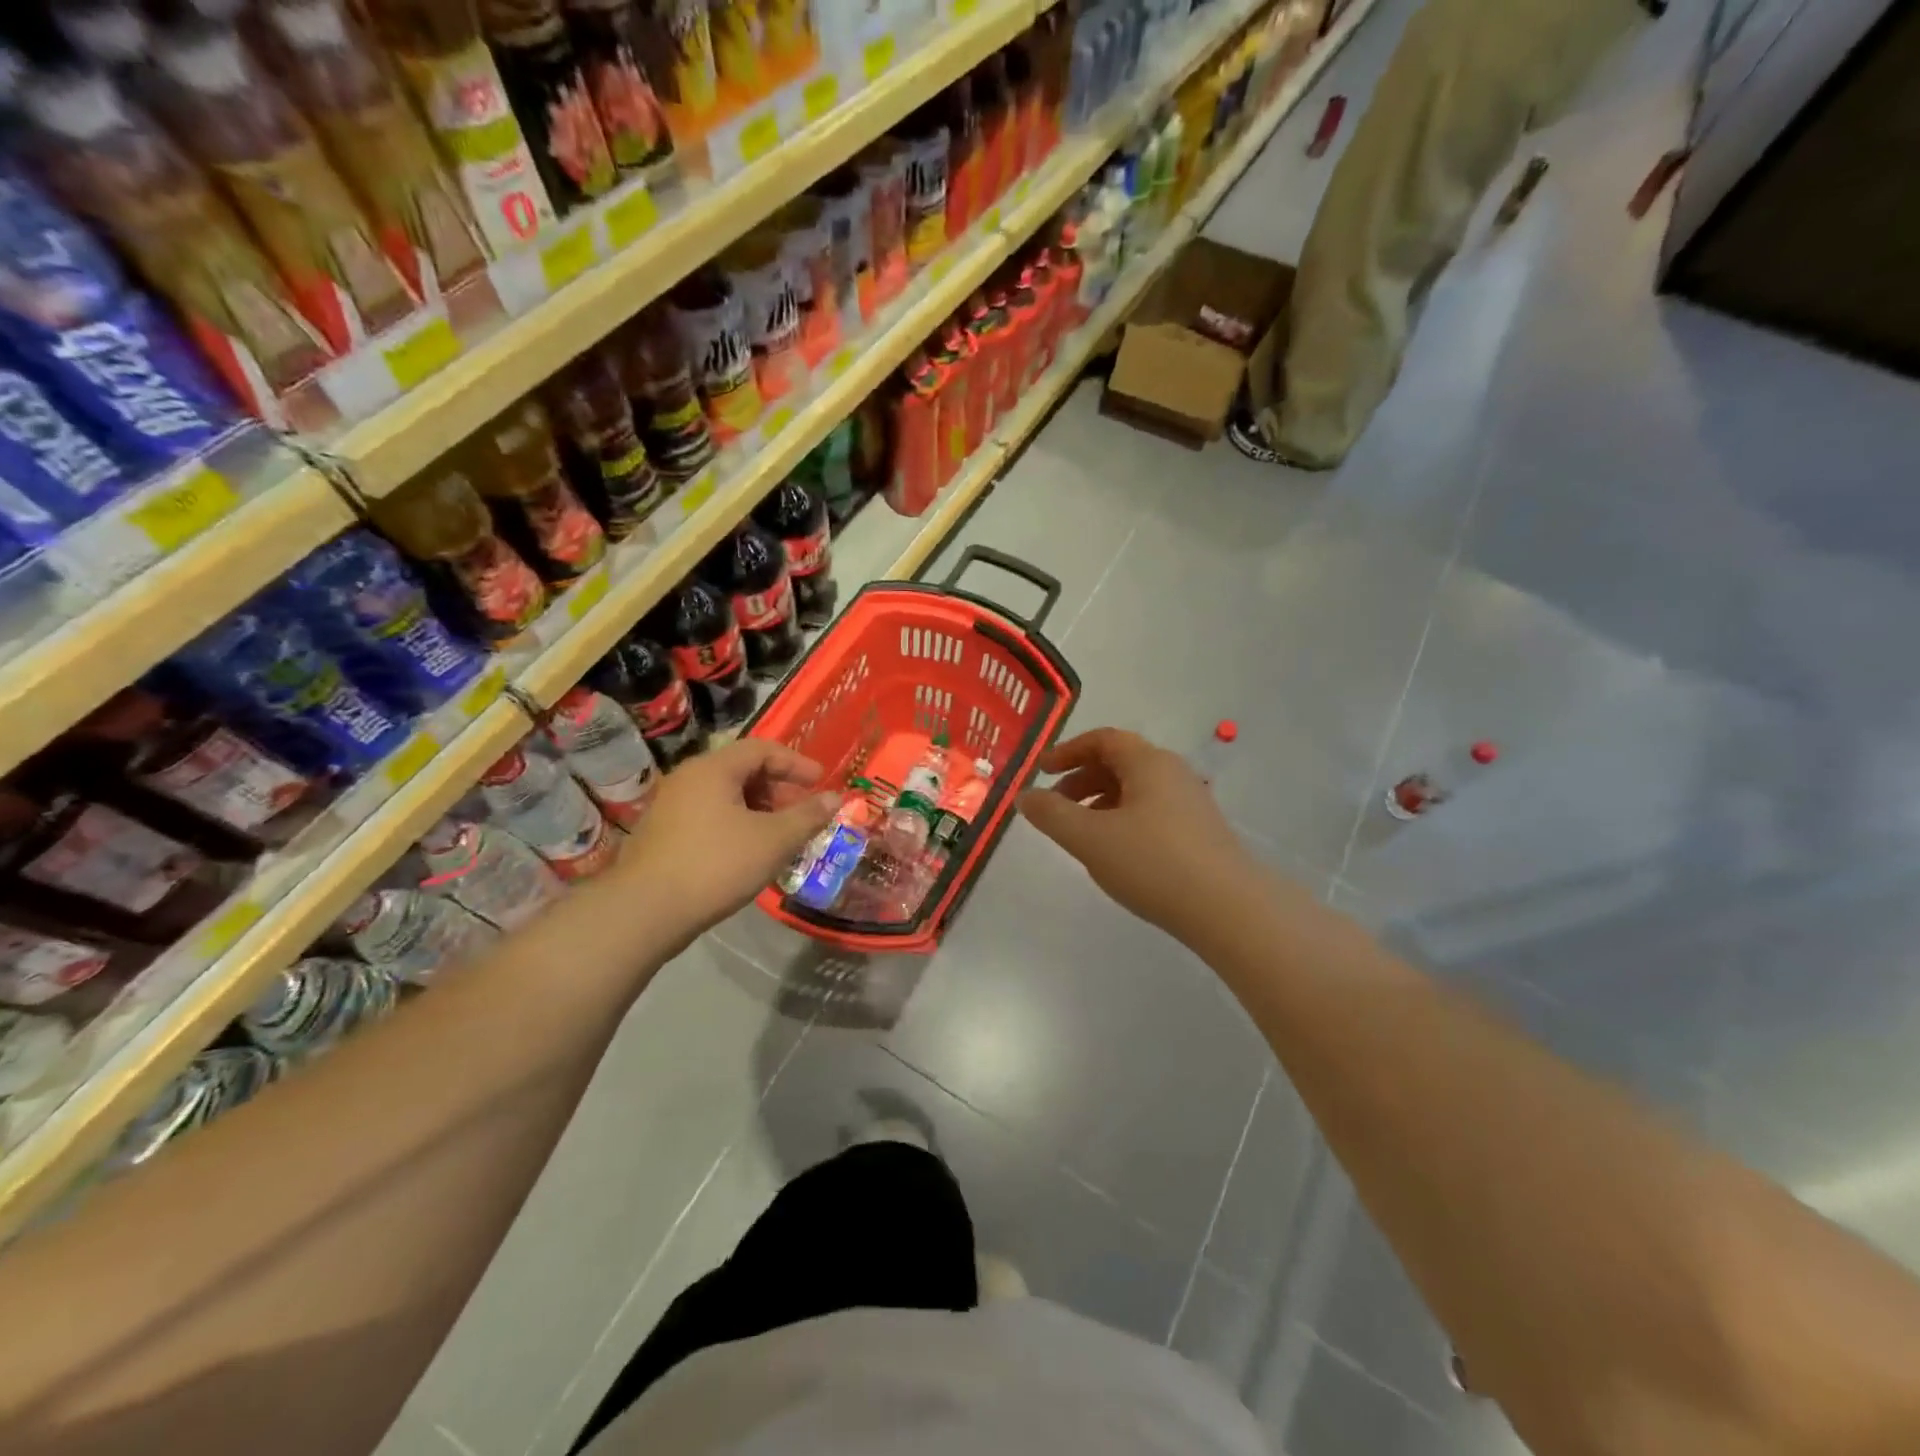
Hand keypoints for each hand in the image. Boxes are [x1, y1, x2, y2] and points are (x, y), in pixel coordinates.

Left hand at [624, 739, 838, 932]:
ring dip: (760, 810)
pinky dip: (738, 825)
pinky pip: (710, 817)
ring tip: (781, 837)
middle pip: (743, 771)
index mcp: (713, 769)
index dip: (796, 763)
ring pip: (726, 797)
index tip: (821, 782)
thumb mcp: (773, 840)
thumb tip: (835, 798)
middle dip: (779, 789)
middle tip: (803, 814)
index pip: (762, 749)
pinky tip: (750, 854)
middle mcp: (688, 779)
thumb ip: (807, 816)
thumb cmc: (716, 865)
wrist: (645, 912)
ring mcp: (671, 807)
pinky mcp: (663, 835)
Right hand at [1018, 728, 1262, 940]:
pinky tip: (1116, 853)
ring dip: (1101, 802)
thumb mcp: (1089, 838)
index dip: (1068, 751)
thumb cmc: (1153, 863)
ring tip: (1080, 834)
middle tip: (1055, 807)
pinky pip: (1152, 812)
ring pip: (1136, 790)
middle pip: (1120, 762)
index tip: (1042, 771)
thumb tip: (1026, 796)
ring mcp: (1191, 803)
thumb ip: (1052, 814)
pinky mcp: (1200, 832)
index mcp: (1148, 762)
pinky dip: (1123, 820)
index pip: (1103, 739)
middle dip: (1081, 779)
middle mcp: (1173, 773)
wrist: (1229, 909)